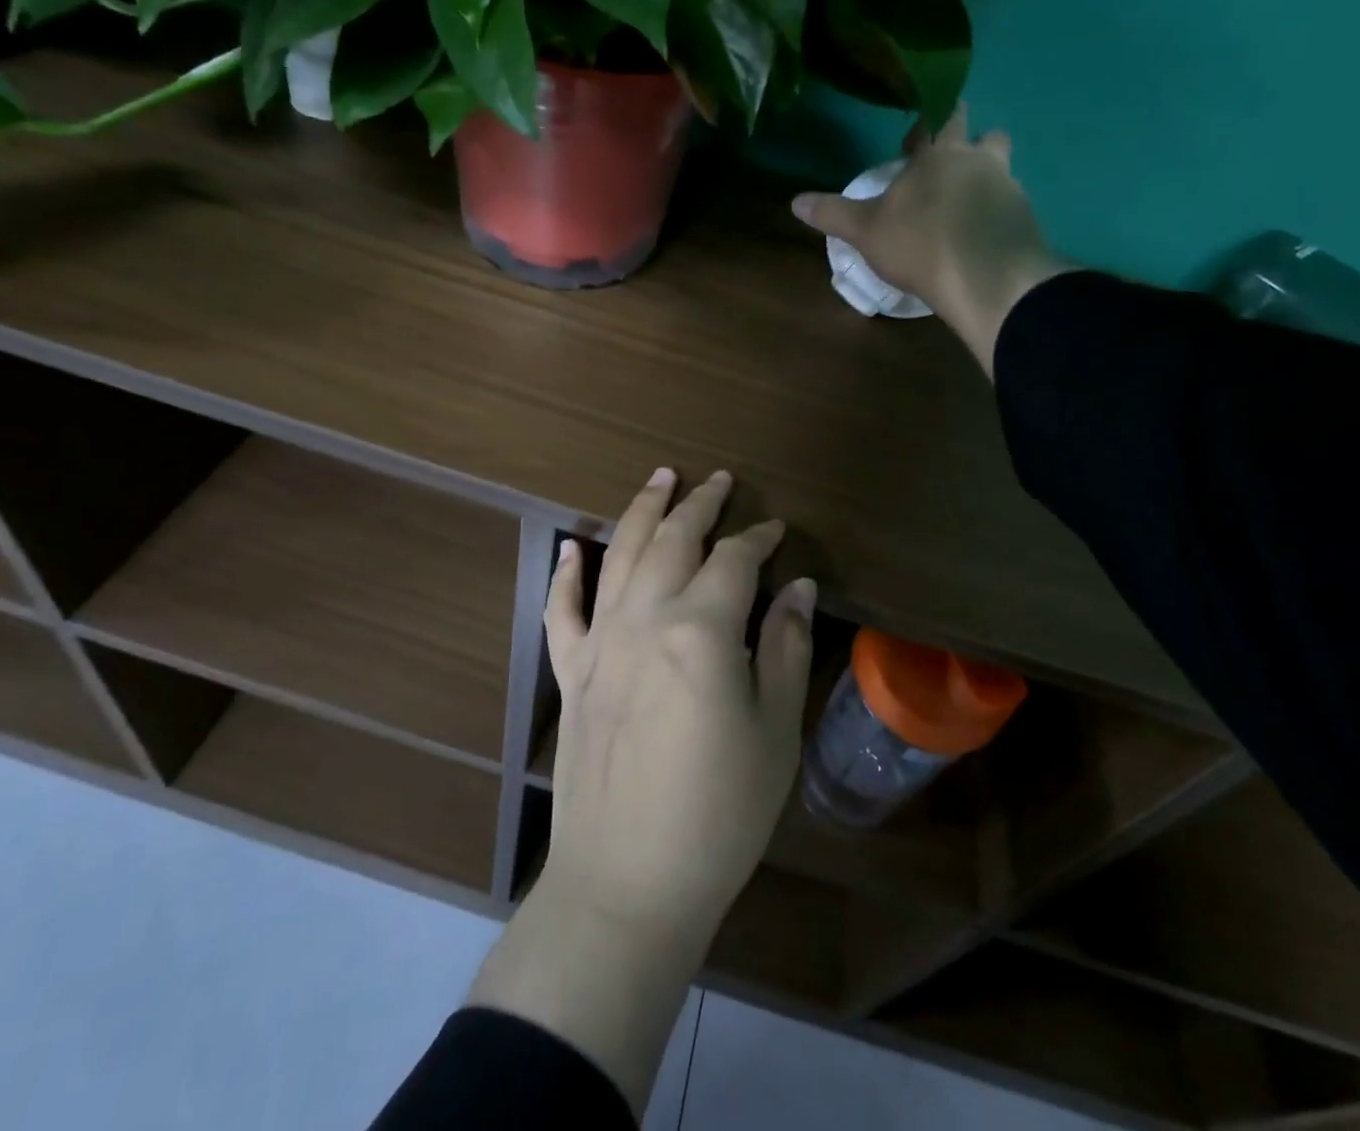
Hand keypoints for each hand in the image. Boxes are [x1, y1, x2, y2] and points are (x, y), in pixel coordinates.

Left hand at [466, 468, 814, 1114]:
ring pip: (619, 555)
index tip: (776, 528)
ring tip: (658, 479)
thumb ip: (784, 647)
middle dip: (699, 505)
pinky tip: (570, 547)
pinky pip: (562, 610)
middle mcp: (644, 618)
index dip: (759, 538)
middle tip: (718, 480)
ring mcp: (599, 642)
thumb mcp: (774, 730)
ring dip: (641, 512)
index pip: (734, 560)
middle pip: (673, 540)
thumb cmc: (719, 813)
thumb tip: (797, 587)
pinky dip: (566, 575)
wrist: (627, 881)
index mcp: (700, 629)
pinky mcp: (570, 673)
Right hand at [791, 106, 1073, 374]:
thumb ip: (833, 214)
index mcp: (938, 155)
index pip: (935, 122)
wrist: (985, 277)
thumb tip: (794, 201)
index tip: (915, 140)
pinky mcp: (1026, 218)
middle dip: (969, 141)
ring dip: (989, 175)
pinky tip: (984, 235)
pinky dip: (999, 213)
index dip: (925, 128)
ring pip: (1004, 167)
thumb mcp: (865, 231)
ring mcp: (1008, 188)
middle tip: (951, 164)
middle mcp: (978, 161)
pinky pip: (1012, 205)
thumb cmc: (919, 243)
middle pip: (984, 134)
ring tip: (970, 202)